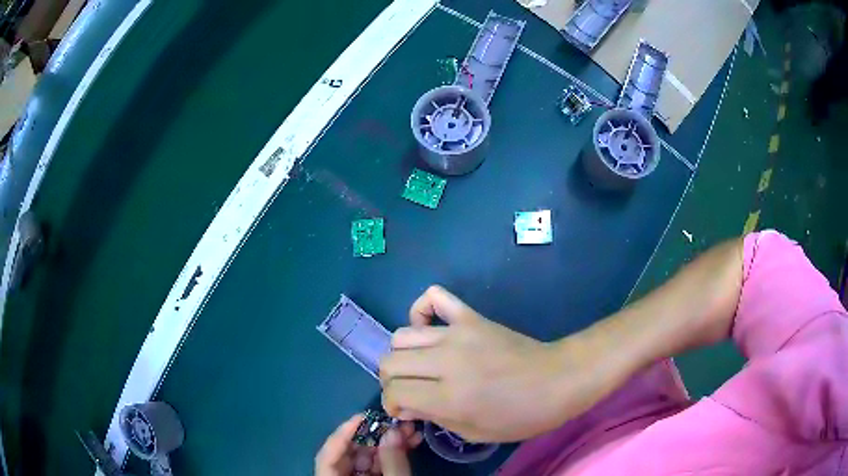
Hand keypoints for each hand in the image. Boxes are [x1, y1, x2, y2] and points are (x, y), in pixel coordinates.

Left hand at [315, 414, 422, 475]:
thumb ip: (392, 460)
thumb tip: (392, 430)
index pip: (328, 454)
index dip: (343, 433)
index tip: (364, 416)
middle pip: (349, 454)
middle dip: (375, 436)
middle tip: (397, 422)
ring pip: (366, 459)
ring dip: (388, 443)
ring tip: (411, 430)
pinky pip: (376, 466)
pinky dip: (392, 455)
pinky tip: (410, 443)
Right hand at [380, 286, 575, 442]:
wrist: (558, 380)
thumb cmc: (521, 416)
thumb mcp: (475, 433)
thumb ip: (434, 418)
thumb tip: (406, 404)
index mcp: (449, 396)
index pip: (395, 392)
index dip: (392, 404)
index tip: (404, 410)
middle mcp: (446, 361)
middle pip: (390, 362)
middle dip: (391, 381)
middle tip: (409, 391)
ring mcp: (458, 334)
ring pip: (402, 335)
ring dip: (402, 355)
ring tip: (420, 366)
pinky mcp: (471, 317)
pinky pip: (435, 297)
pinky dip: (422, 308)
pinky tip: (431, 329)